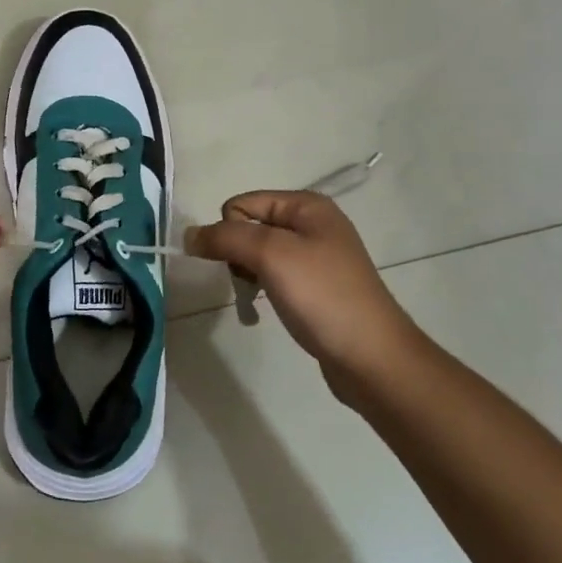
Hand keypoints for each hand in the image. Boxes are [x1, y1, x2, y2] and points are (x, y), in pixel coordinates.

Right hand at [187, 191, 418, 404]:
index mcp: (307, 206)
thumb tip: (189, 235)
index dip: (230, 232)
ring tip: (260, 299)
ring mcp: (316, 257)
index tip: (243, 263)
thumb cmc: (323, 296)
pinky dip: (263, 290)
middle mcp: (313, 225)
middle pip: (248, 227)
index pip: (242, 204)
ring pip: (257, 254)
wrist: (372, 359)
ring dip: (248, 275)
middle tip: (253, 281)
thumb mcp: (271, 256)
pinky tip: (268, 309)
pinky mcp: (316, 287)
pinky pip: (274, 276)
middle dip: (238, 254)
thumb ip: (225, 238)